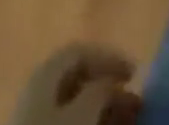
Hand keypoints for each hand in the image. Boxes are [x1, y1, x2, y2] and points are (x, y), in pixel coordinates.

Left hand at [8, 44, 140, 124]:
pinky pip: (67, 120)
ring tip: (126, 117)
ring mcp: (33, 115)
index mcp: (46, 70)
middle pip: (78, 78)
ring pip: (74, 104)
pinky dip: (89, 121)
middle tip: (133, 100)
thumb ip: (101, 90)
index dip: (109, 57)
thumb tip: (113, 83)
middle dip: (108, 86)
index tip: (135, 73)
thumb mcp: (83, 112)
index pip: (81, 50)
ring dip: (102, 107)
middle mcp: (37, 87)